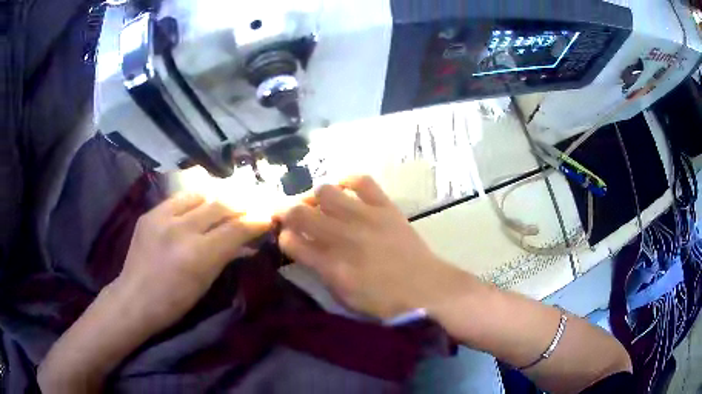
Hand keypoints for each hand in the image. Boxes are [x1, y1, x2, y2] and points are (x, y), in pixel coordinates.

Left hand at [115, 193, 270, 330]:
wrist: (135, 298)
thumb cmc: (174, 302)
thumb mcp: (205, 283)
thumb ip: (225, 257)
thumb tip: (246, 242)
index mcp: (198, 254)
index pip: (236, 229)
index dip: (256, 221)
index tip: (268, 217)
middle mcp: (181, 229)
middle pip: (221, 205)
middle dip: (242, 203)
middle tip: (254, 204)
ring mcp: (163, 217)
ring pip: (200, 194)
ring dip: (219, 195)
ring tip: (229, 199)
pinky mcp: (150, 212)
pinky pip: (179, 197)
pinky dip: (196, 199)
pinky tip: (202, 202)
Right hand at [277, 176, 462, 318]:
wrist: (426, 289)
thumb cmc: (384, 302)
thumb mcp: (344, 297)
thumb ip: (319, 271)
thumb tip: (303, 249)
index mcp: (332, 266)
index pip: (291, 241)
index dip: (282, 237)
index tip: (285, 237)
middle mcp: (343, 237)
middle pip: (300, 212)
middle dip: (286, 212)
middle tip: (289, 215)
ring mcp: (365, 217)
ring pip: (325, 191)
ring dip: (314, 197)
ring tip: (318, 205)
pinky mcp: (385, 207)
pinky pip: (361, 181)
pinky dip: (347, 181)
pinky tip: (344, 190)